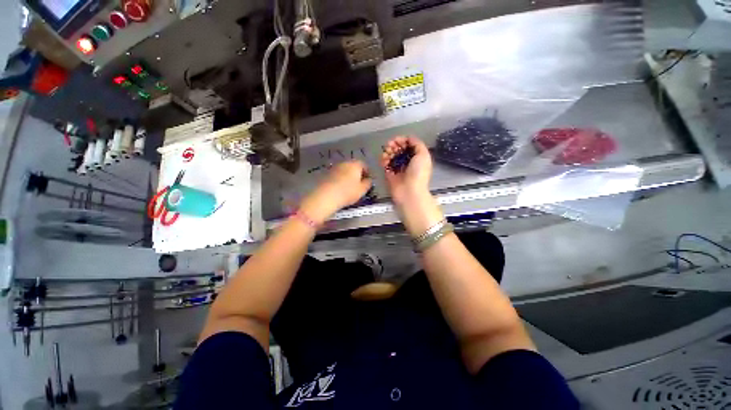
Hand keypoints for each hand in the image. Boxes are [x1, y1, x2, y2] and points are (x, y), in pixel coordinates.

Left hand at [300, 161, 371, 223]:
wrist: (326, 196)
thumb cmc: (348, 192)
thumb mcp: (362, 190)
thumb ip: (368, 183)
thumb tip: (368, 180)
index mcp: (355, 164)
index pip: (364, 165)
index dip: (367, 173)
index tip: (367, 180)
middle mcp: (344, 162)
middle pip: (353, 166)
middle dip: (357, 174)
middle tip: (359, 184)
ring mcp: (334, 167)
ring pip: (344, 170)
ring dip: (347, 176)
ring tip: (349, 187)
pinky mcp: (326, 173)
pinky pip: (337, 175)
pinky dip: (340, 179)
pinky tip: (340, 188)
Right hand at [381, 136, 431, 204]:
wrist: (410, 192)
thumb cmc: (418, 173)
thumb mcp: (423, 155)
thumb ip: (417, 144)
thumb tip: (409, 138)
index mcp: (417, 157)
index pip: (408, 145)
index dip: (402, 141)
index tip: (396, 140)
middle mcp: (408, 162)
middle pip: (399, 150)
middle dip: (394, 145)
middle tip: (390, 145)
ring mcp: (398, 168)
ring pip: (391, 156)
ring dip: (388, 152)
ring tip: (386, 153)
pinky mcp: (390, 174)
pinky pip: (385, 164)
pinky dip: (383, 160)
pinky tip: (383, 159)